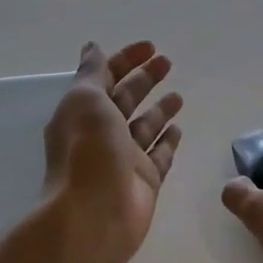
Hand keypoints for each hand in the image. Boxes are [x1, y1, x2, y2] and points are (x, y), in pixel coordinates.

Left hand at [41, 41, 183, 262]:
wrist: (93, 216)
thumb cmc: (87, 151)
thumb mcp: (85, 100)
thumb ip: (93, 73)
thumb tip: (92, 47)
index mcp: (83, 112)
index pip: (106, 77)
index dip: (126, 60)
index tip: (150, 46)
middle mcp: (102, 133)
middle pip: (126, 99)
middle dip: (145, 79)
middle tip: (168, 62)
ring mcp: (124, 159)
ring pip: (145, 126)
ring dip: (159, 109)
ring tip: (178, 95)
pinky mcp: (145, 180)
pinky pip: (159, 154)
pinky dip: (168, 140)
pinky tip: (179, 128)